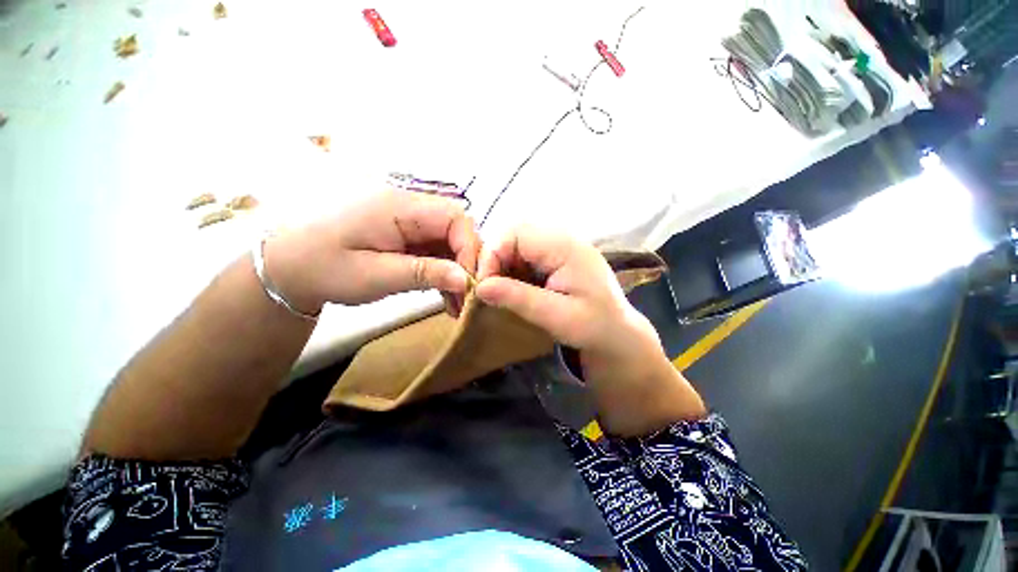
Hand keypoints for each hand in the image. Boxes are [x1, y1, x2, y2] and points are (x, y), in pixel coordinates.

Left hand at [266, 191, 480, 315]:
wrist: (287, 266)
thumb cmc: (323, 268)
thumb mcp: (375, 276)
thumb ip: (424, 274)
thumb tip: (466, 279)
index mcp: (399, 207)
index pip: (455, 218)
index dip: (469, 248)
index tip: (468, 282)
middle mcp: (409, 207)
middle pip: (456, 228)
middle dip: (467, 262)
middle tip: (467, 296)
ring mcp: (407, 221)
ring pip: (449, 242)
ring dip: (457, 271)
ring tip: (457, 305)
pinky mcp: (405, 235)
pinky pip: (435, 250)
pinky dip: (444, 272)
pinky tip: (445, 296)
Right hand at [474, 226, 664, 378]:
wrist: (617, 332)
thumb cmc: (594, 326)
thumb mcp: (556, 316)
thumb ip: (519, 298)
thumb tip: (480, 287)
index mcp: (565, 247)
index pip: (515, 233)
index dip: (492, 255)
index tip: (483, 286)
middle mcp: (561, 239)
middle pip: (514, 234)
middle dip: (495, 259)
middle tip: (490, 288)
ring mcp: (559, 246)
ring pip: (517, 243)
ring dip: (503, 265)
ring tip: (501, 290)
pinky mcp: (556, 257)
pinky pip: (526, 254)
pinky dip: (513, 270)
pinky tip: (515, 288)